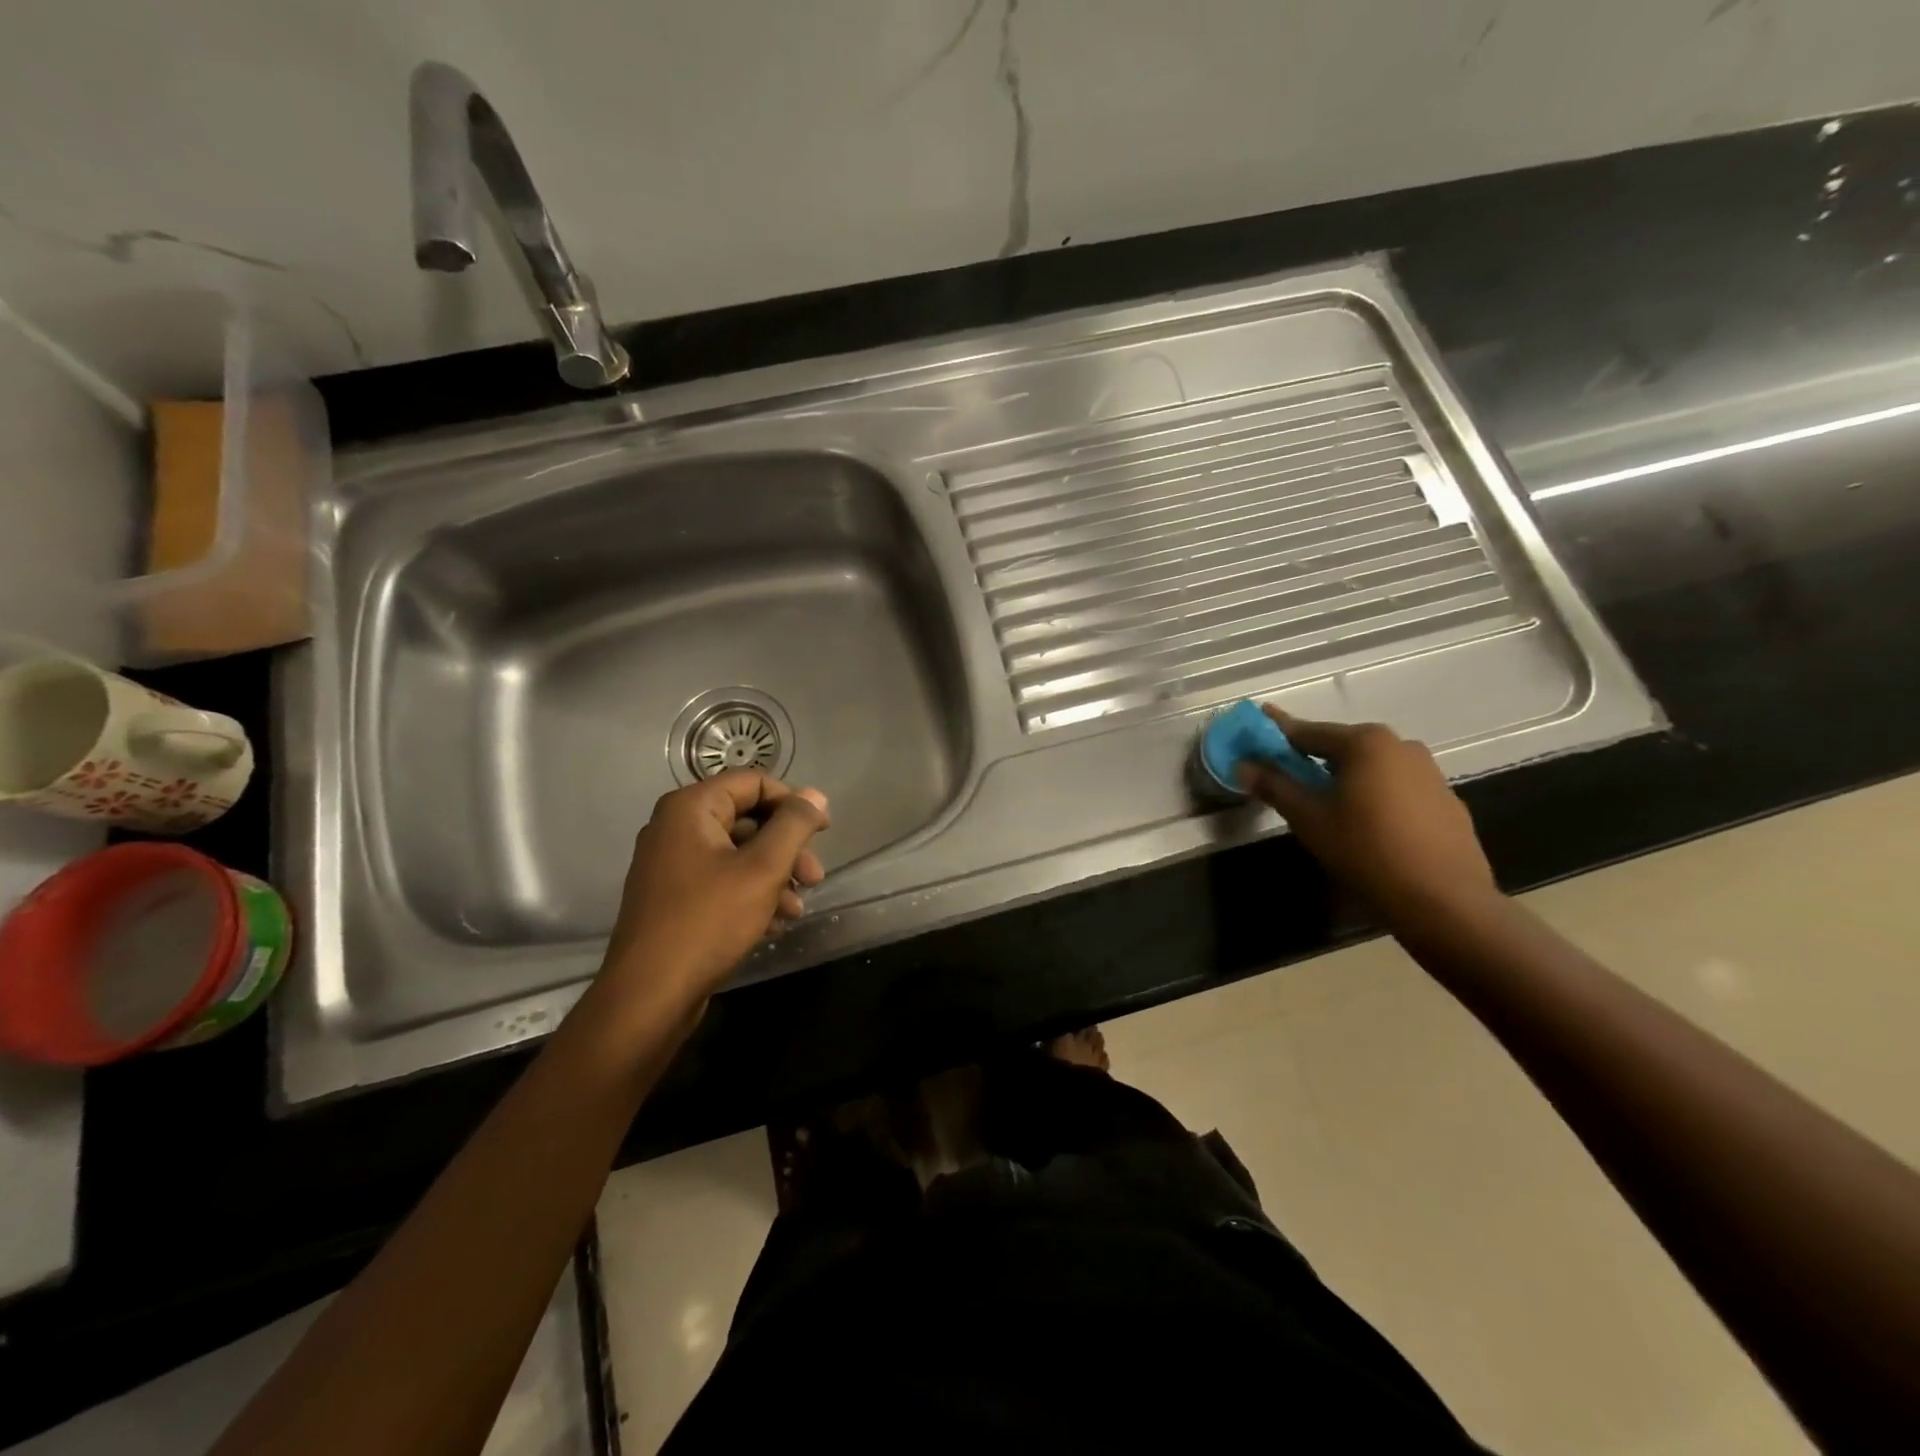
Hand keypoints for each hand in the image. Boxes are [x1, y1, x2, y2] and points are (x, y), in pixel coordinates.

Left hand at [599, 771, 829, 1011]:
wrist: (649, 996)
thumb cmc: (708, 921)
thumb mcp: (763, 869)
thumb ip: (794, 825)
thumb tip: (816, 795)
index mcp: (690, 809)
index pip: (753, 782)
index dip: (793, 802)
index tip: (823, 831)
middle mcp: (675, 828)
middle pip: (748, 819)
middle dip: (787, 847)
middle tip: (815, 877)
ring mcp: (671, 865)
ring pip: (738, 854)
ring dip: (775, 876)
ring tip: (797, 909)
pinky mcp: (674, 898)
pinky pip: (722, 881)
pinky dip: (752, 895)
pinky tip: (774, 924)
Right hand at [1240, 706, 1497, 917]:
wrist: (1443, 900)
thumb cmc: (1365, 850)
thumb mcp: (1309, 818)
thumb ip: (1275, 786)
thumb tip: (1243, 765)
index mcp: (1365, 743)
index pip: (1308, 731)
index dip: (1277, 731)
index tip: (1258, 723)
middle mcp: (1400, 746)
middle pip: (1342, 746)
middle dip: (1313, 757)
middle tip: (1287, 774)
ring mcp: (1429, 772)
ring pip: (1372, 767)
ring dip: (1346, 777)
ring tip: (1327, 804)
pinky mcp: (1446, 800)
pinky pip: (1397, 787)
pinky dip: (1374, 795)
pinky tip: (1367, 824)